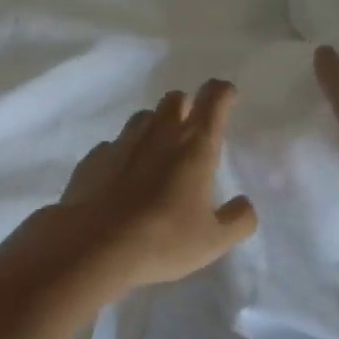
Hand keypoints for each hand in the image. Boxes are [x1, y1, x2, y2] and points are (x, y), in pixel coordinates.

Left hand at [45, 80, 258, 292]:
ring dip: (154, 126)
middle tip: (190, 129)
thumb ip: (237, 220)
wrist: (94, 246)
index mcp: (194, 147)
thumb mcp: (213, 241)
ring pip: (142, 117)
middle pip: (174, 99)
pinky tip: (122, 177)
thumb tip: (245, 205)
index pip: (213, 100)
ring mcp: (121, 143)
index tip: (227, 96)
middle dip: (185, 106)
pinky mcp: (93, 158)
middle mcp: (158, 134)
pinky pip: (113, 145)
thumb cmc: (163, 240)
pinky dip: (123, 154)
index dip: (222, 93)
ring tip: (157, 154)